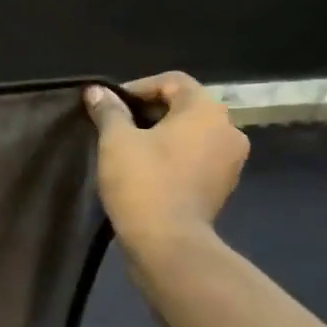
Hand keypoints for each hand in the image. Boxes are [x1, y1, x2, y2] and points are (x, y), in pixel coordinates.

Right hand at [84, 73, 248, 269]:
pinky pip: (196, 158)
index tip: (110, 106)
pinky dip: (173, 156)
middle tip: (115, 127)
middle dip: (148, 112)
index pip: (173, 81)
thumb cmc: (143, 183)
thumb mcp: (116, 141)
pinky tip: (146, 171)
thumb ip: (109, 111)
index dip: (137, 87)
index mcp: (206, 111)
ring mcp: (230, 161)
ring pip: (191, 134)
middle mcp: (228, 129)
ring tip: (128, 149)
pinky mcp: (222, 186)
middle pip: (185, 106)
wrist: (168, 244)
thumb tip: (97, 91)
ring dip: (161, 135)